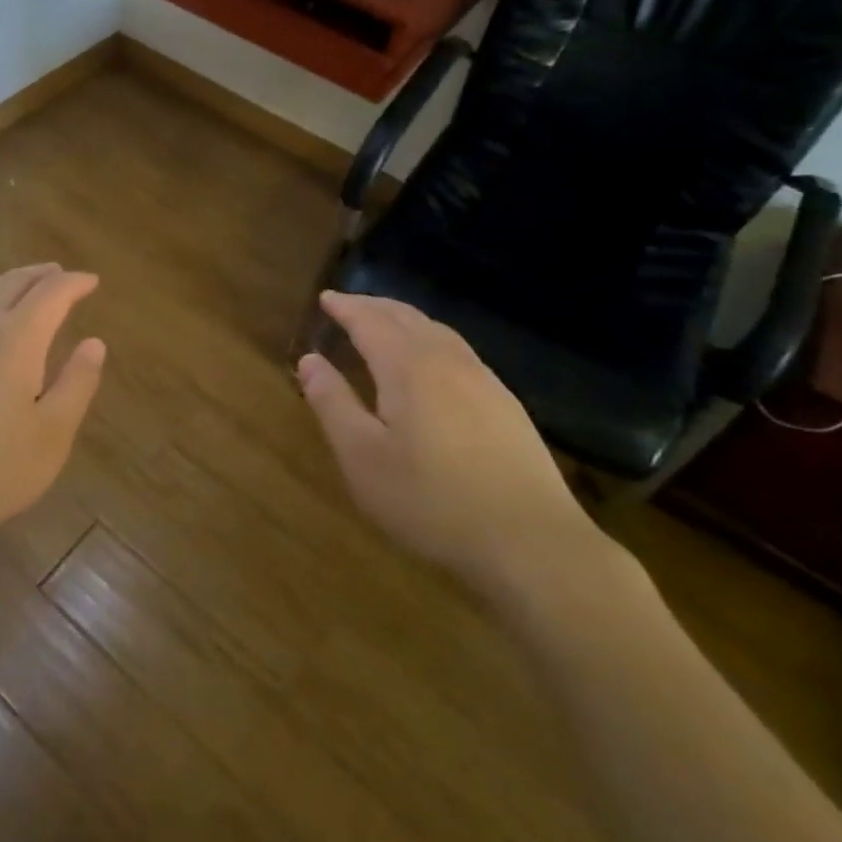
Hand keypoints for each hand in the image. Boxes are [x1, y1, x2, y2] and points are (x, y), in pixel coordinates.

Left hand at [0, 263, 105, 550]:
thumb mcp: (50, 438)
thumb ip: (76, 385)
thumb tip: (95, 343)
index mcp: (16, 339)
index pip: (51, 293)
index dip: (75, 283)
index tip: (92, 281)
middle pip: (13, 281)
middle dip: (42, 275)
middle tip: (61, 275)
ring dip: (8, 280)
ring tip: (23, 285)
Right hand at [297, 291, 601, 597]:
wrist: (531, 542)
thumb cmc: (431, 501)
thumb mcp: (363, 457)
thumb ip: (332, 403)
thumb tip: (309, 360)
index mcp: (408, 367)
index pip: (370, 322)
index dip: (345, 308)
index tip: (325, 298)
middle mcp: (447, 360)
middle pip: (406, 317)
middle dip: (374, 306)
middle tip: (348, 304)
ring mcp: (484, 380)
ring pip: (438, 331)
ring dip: (405, 319)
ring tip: (386, 323)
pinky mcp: (506, 404)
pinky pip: (459, 351)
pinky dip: (432, 339)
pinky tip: (433, 362)